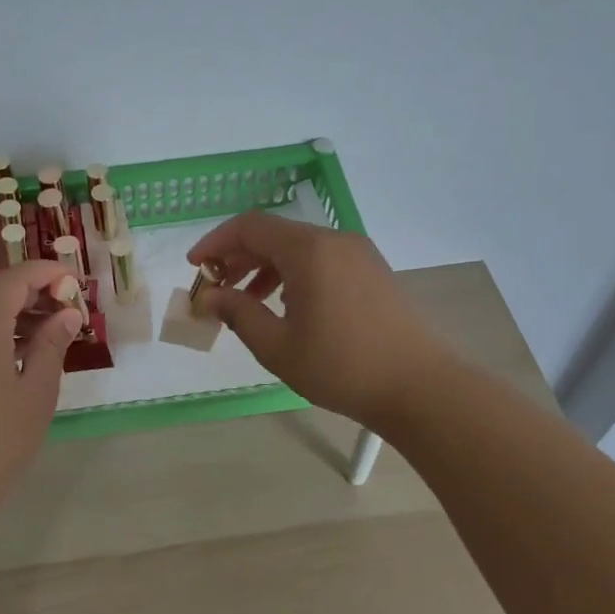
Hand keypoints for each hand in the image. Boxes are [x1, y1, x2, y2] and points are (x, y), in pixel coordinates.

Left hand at [0, 260, 81, 521]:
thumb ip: (51, 346)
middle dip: (32, 292)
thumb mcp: (36, 394)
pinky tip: (14, 355)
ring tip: (47, 335)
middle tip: (67, 312)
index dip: (49, 274)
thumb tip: (66, 314)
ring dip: (12, 312)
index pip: (17, 277)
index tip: (76, 285)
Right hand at [188, 213, 449, 430]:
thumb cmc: (340, 367)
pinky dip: (295, 273)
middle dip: (239, 256)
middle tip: (217, 288)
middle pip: (275, 234)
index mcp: (309, 250)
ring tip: (249, 302)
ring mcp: (359, 254)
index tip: (195, 267)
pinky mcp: (373, 271)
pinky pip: (323, 260)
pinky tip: (288, 306)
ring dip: (267, 267)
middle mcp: (335, 240)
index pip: (250, 226)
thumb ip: (238, 313)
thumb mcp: (277, 345)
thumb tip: (209, 296)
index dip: (216, 242)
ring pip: (300, 247)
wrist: (419, 387)